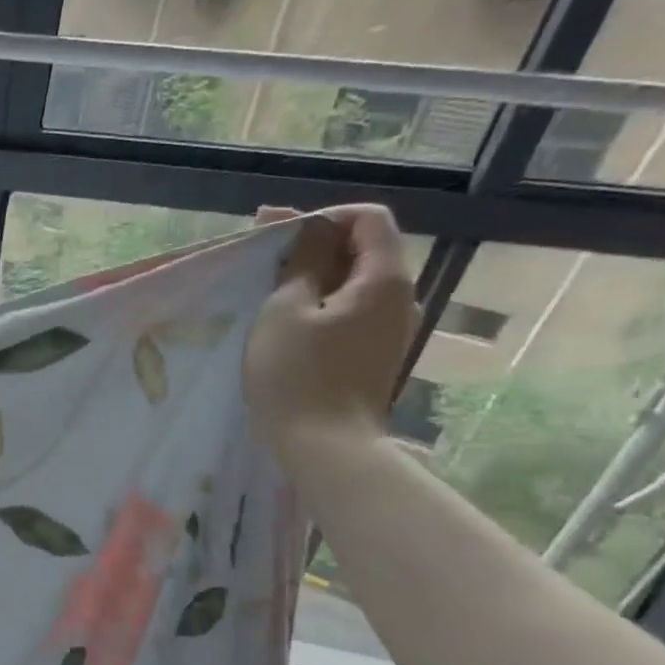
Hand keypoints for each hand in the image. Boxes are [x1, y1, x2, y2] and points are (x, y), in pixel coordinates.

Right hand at [244, 205, 419, 463]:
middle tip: (263, 260)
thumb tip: (310, 228)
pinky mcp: (375, 355)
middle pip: (365, 250)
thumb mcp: (285, 310)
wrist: (325, 447)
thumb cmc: (297, 375)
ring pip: (356, 284)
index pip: (368, 219)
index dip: (323, 217)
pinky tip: (288, 323)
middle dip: (315, 246)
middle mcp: (401, 298)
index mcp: (384, 280)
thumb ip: (302, 262)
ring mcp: (391, 330)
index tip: (277, 235)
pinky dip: (322, 305)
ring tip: (270, 292)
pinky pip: (352, 313)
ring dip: (316, 278)